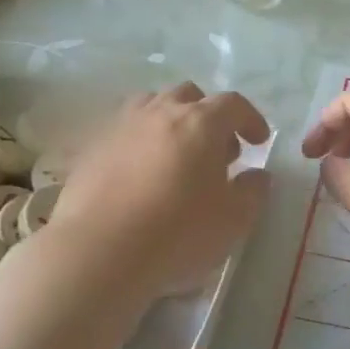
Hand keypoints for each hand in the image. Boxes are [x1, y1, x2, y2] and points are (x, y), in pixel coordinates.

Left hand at [41, 83, 270, 304]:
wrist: (98, 253)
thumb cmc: (177, 232)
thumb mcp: (234, 220)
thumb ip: (253, 191)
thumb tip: (256, 175)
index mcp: (200, 123)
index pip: (233, 104)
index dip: (250, 119)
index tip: (258, 141)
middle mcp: (160, 113)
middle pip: (189, 95)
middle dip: (209, 117)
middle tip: (216, 152)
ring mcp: (120, 127)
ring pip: (151, 105)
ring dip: (170, 121)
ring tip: (176, 155)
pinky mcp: (91, 149)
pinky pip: (122, 131)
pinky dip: (139, 142)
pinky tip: (140, 175)